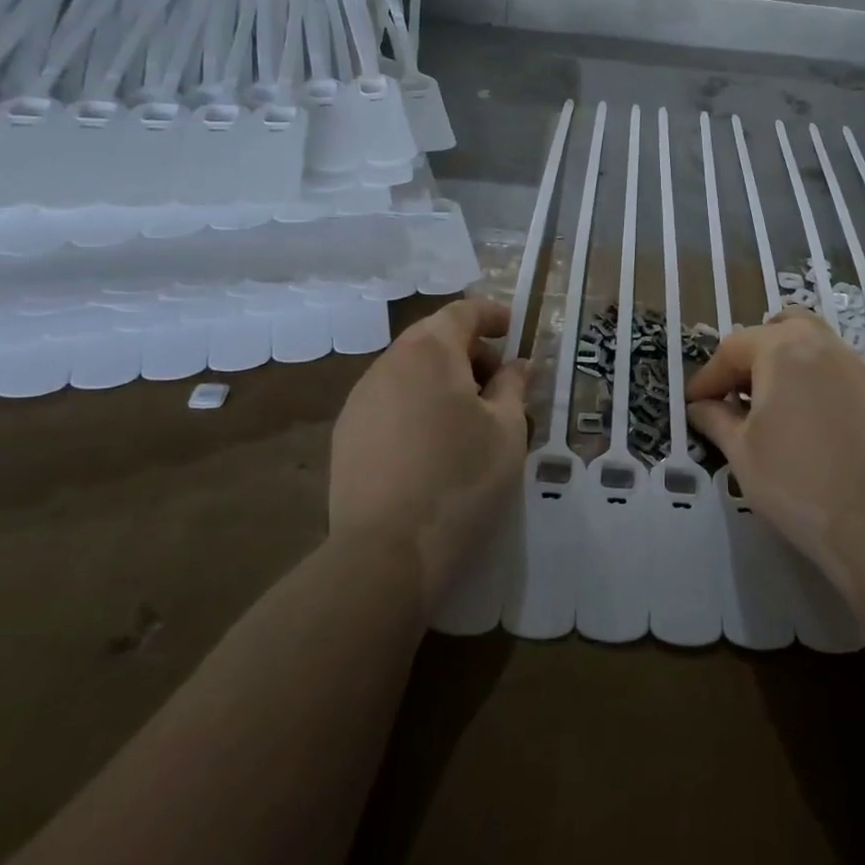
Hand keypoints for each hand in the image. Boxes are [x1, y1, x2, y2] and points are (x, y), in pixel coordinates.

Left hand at [329, 298, 529, 606]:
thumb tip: (517, 365)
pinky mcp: (347, 435)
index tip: (515, 329)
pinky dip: (418, 404)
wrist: (386, 552)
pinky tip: (434, 443)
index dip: (492, 314)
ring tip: (470, 415)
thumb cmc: (461, 479)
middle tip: (500, 380)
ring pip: (409, 371)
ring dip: (443, 378)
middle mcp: (388, 364)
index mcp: (430, 352)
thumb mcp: (507, 429)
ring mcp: (360, 400)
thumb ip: (513, 386)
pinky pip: (390, 401)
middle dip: (470, 350)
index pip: (462, 311)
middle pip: (433, 338)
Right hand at [686, 309, 864, 588]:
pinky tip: (816, 427)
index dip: (709, 376)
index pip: (733, 347)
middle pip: (781, 328)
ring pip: (816, 346)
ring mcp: (860, 368)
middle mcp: (823, 346)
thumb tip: (700, 407)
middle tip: (739, 391)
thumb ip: (716, 419)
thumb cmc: (795, 483)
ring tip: (777, 407)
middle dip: (754, 353)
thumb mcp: (741, 452)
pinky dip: (820, 386)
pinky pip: (842, 375)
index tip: (695, 404)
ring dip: (789, 365)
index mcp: (782, 350)